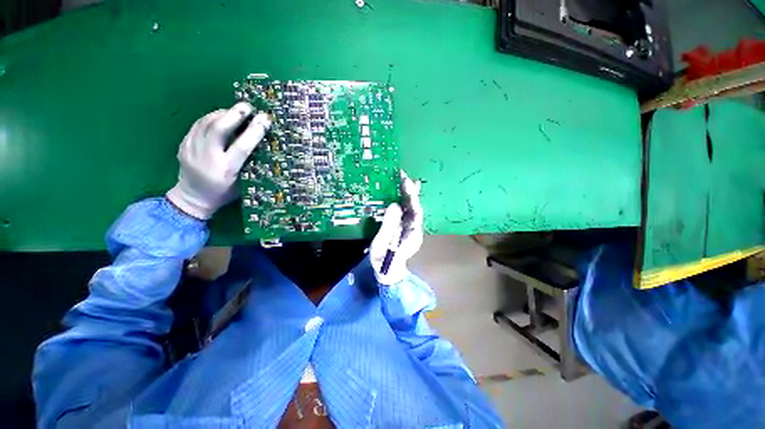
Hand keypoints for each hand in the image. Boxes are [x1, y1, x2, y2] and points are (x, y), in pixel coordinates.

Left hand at [166, 102, 270, 219]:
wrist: (192, 198)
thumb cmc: (224, 193)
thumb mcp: (243, 184)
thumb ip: (249, 165)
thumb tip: (260, 144)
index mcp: (226, 170)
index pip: (242, 146)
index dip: (255, 131)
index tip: (266, 119)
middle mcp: (207, 157)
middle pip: (219, 129)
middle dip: (235, 114)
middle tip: (248, 106)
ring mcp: (191, 149)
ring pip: (206, 123)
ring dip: (223, 113)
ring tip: (236, 110)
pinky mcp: (183, 144)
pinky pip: (197, 125)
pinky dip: (211, 117)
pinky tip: (220, 116)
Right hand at [370, 171, 423, 284]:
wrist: (389, 272)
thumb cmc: (384, 261)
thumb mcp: (382, 245)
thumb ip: (389, 226)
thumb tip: (394, 205)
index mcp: (412, 234)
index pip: (415, 212)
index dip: (412, 197)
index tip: (406, 183)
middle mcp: (415, 229)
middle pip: (415, 207)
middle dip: (411, 191)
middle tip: (403, 176)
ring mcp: (411, 228)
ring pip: (411, 208)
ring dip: (408, 193)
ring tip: (403, 179)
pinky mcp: (405, 227)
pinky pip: (406, 211)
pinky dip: (404, 200)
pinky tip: (400, 192)